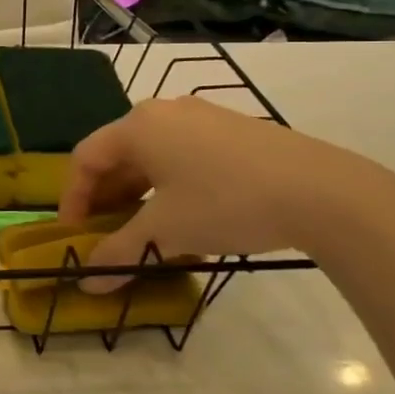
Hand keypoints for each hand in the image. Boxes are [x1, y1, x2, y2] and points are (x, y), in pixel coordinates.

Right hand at [59, 99, 394, 289]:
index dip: (72, 199)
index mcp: (138, 126)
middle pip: (118, 154)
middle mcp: (164, 112)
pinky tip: (185, 215)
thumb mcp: (166, 231)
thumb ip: (120, 253)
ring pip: (152, 155)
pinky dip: (169, 184)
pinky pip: (183, 154)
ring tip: (144, 230)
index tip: (75, 236)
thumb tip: (86, 282)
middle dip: (106, 198)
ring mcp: (202, 116)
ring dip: (137, 193)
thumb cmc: (226, 203)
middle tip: (106, 235)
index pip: (86, 159)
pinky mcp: (233, 130)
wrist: (322, 191)